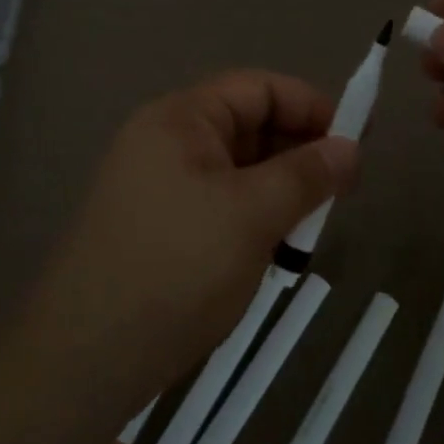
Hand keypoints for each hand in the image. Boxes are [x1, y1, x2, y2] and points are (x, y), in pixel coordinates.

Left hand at [29, 71, 359, 411]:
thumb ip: (307, 175)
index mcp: (181, 119)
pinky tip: (276, 251)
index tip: (356, 142)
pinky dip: (254, 217)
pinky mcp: (159, 227)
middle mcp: (165, 142)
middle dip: (298, 152)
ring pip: (237, 171)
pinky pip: (219, 204)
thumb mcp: (253, 214)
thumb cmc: (177, 267)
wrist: (87, 355)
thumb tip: (350, 148)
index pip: (258, 88)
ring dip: (279, 190)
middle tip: (341, 192)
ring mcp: (158, 187)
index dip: (311, 106)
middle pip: (247, 126)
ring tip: (311, 227)